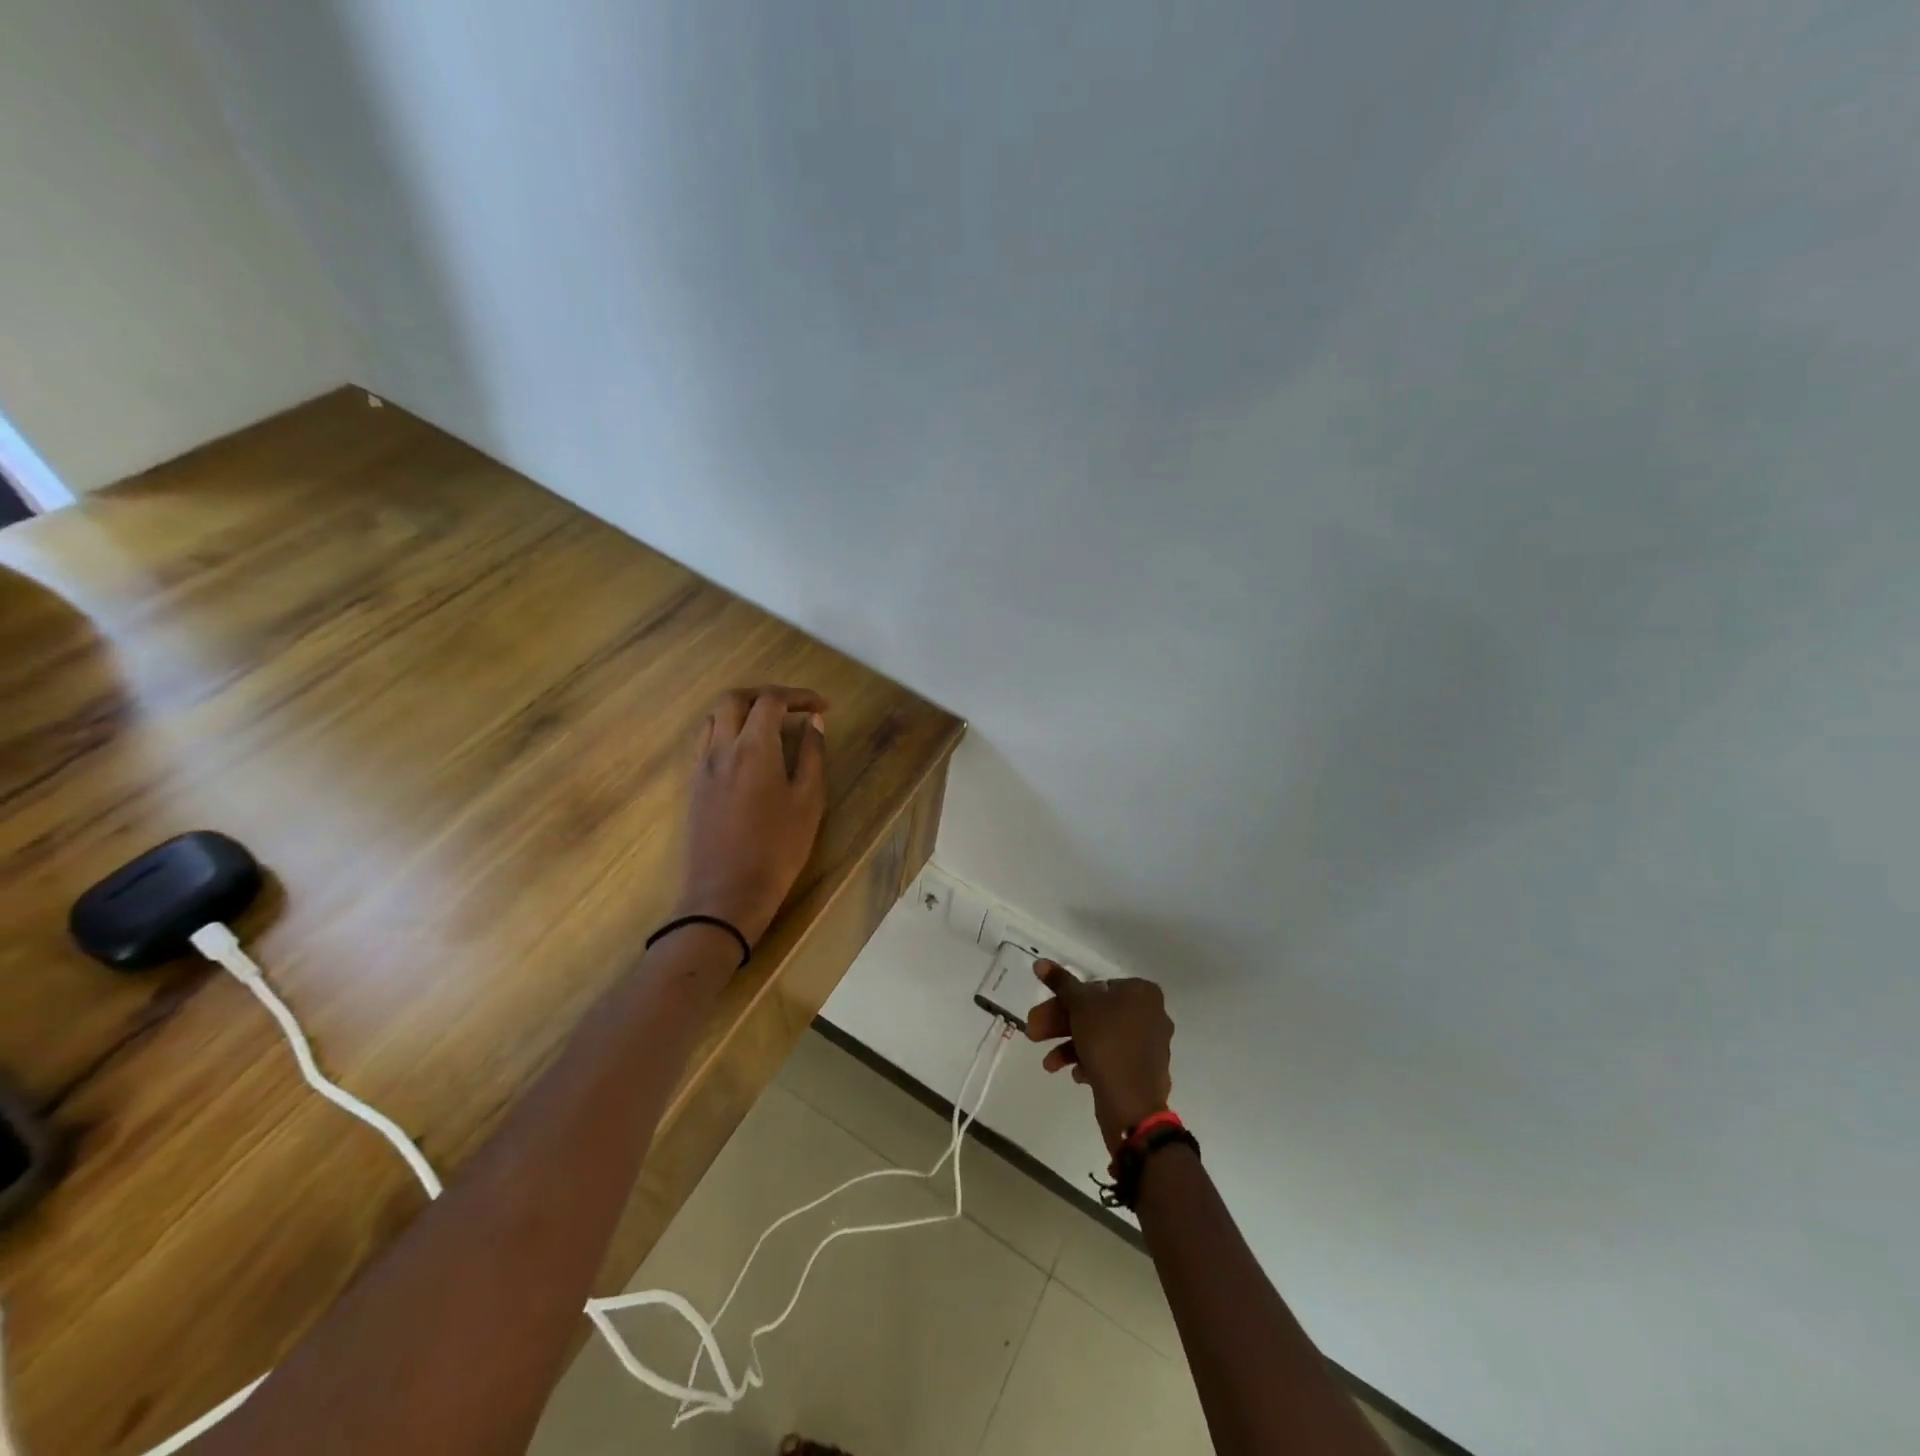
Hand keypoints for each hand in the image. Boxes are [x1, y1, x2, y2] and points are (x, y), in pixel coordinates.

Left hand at [674, 686, 828, 947]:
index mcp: (753, 748)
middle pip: (734, 699)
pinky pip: (706, 741)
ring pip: (715, 718)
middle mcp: (721, 748)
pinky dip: (727, 731)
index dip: (799, 696)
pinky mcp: (693, 785)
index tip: (822, 707)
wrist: (726, 894)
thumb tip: (814, 723)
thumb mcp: (809, 802)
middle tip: (793, 708)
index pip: (771, 701)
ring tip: (769, 726)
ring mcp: (702, 766)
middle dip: (765, 695)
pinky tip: (746, 752)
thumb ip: (812, 756)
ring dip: (742, 710)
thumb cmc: (777, 849)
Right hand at [1026, 960, 1173, 1151]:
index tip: (1043, 1012)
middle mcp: (1151, 1014)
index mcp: (1142, 993)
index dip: (1065, 999)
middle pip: (1096, 1013)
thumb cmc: (1108, 1042)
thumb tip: (1040, 962)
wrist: (1133, 1104)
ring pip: (1102, 1037)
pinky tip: (1074, 1075)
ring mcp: (1149, 1045)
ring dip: (1071, 1046)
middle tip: (1033, 1033)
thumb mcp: (1079, 1006)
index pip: (1096, 987)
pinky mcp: (1144, 1071)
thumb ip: (1060, 983)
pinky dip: (1090, 1062)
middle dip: (1061, 1024)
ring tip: (1048, 1064)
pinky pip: (1113, 1058)